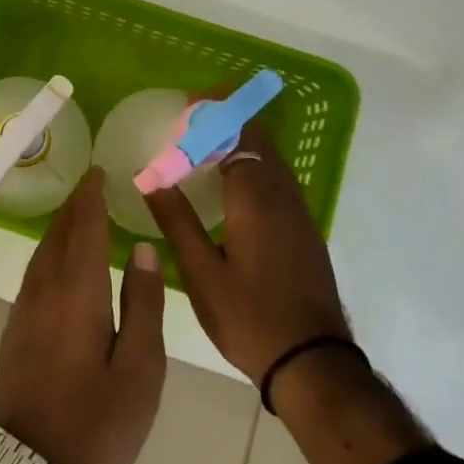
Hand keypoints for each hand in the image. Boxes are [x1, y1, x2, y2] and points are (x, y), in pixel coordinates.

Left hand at [0, 168, 166, 463]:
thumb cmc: (97, 422)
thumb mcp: (140, 369)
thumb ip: (144, 305)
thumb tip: (145, 250)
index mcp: (78, 292)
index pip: (84, 229)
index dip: (91, 198)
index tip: (98, 172)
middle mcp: (45, 290)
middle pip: (59, 235)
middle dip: (75, 207)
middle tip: (91, 185)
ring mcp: (24, 310)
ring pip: (42, 253)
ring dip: (60, 228)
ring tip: (78, 214)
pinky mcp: (15, 330)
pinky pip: (34, 272)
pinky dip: (50, 252)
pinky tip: (59, 261)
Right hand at [142, 119, 349, 381]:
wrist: (313, 362)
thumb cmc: (249, 317)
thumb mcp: (201, 272)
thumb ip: (177, 221)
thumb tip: (151, 178)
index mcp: (255, 201)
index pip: (237, 138)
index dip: (215, 115)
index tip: (190, 100)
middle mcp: (282, 197)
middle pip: (259, 142)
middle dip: (230, 120)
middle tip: (195, 114)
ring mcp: (298, 214)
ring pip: (272, 160)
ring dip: (244, 140)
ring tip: (210, 138)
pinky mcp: (304, 231)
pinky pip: (278, 179)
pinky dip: (255, 163)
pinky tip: (235, 180)